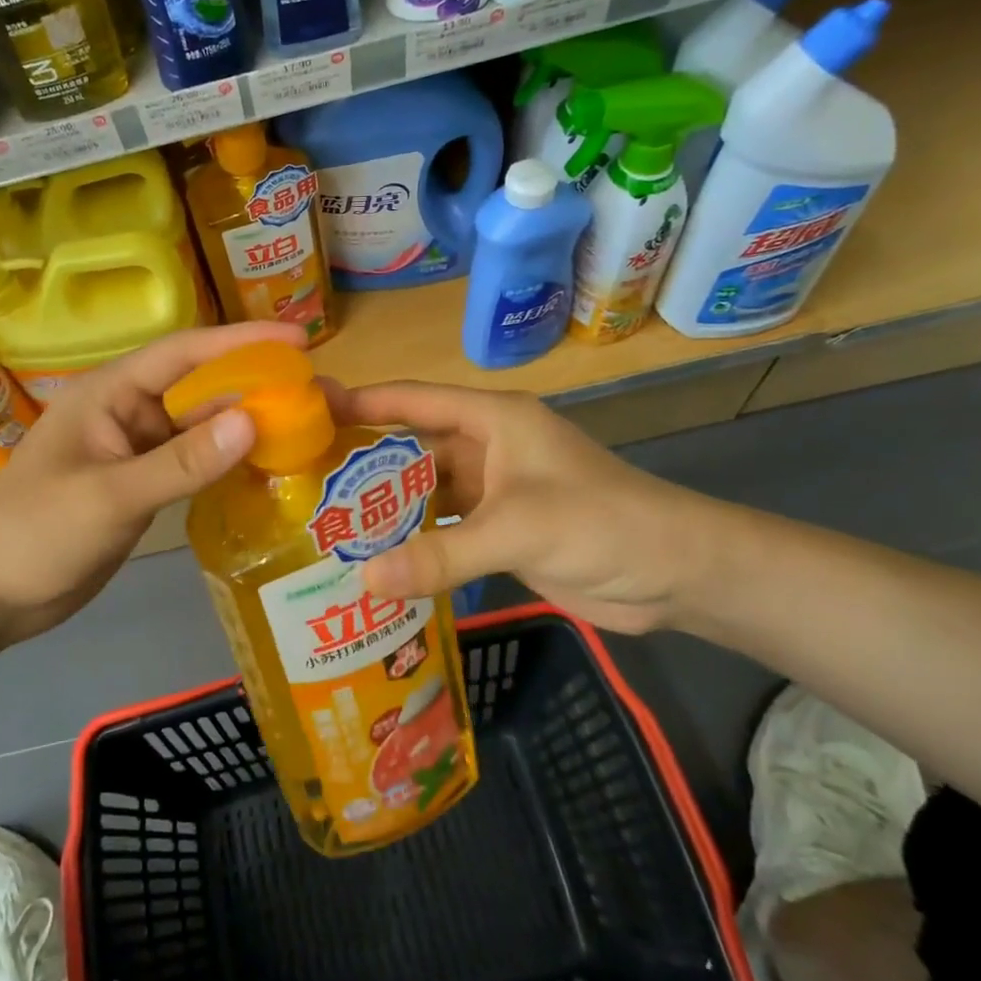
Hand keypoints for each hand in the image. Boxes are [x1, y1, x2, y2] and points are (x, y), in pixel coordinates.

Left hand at [0, 322, 306, 645]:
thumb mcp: (111, 496)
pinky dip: (227, 463)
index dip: (242, 341)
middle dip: (255, 386)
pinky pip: (193, 464)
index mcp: (111, 394)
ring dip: (246, 426)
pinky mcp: (143, 487)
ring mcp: (136, 451)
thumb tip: (252, 421)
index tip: (299, 340)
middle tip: (319, 391)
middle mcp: (129, 413)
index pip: (185, 353)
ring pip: (201, 428)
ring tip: (307, 426)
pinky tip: (267, 468)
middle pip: (201, 388)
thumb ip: (182, 462)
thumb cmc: (36, 532)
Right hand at [334, 383, 712, 633]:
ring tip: (328, 526)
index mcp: (492, 420)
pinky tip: (377, 562)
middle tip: (304, 482)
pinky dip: (414, 544)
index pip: (414, 401)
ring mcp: (493, 492)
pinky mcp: (500, 532)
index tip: (309, 408)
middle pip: (412, 449)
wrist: (676, 573)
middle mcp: (487, 449)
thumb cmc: (601, 523)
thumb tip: (362, 579)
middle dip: (364, 465)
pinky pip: (443, 532)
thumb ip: (440, 554)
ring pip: (425, 494)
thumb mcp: (517, 530)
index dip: (363, 401)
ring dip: (387, 510)